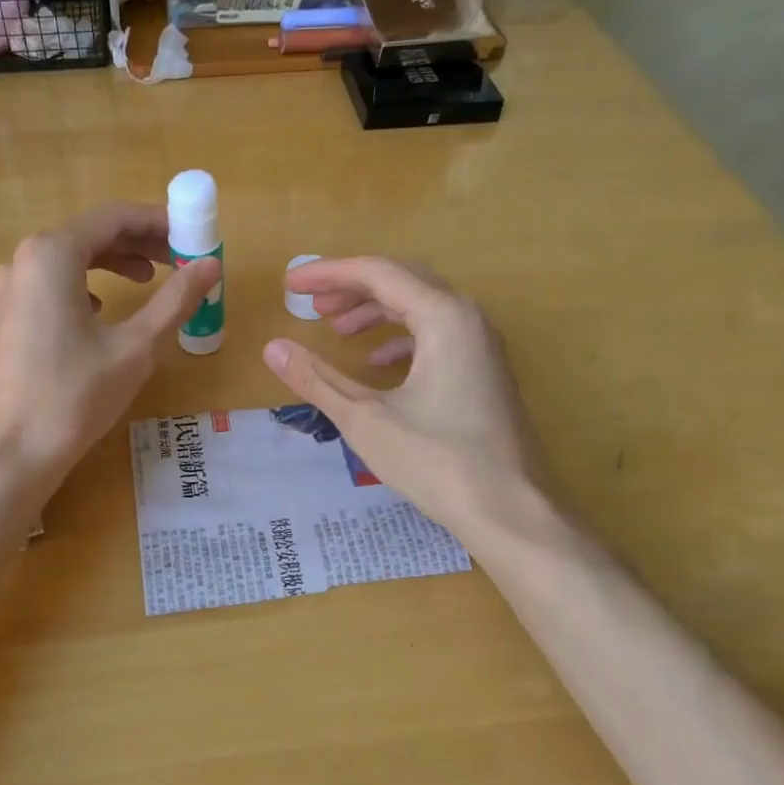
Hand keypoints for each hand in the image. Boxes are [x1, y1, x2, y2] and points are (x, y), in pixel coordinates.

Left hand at [0, 203, 218, 502]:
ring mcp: (6, 292)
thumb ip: (175, 300)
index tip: (192, 236)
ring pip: (67, 261)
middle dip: (137, 244)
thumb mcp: (135, 347)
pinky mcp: (2, 320)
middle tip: (178, 261)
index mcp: (51, 254)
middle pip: (89, 235)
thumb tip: (211, 265)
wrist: (8, 455)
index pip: (113, 218)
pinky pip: (48, 286)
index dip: (158, 222)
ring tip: (148, 281)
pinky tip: (100, 313)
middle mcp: (22, 262)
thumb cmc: (74, 397)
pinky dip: (83, 287)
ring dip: (111, 264)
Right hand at [264, 257, 553, 540]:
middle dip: (352, 288)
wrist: (510, 511)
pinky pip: (437, 334)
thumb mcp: (365, 419)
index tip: (290, 285)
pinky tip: (377, 364)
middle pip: (402, 280)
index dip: (328, 273)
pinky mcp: (484, 370)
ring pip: (421, 306)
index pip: (377, 273)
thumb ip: (317, 379)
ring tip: (336, 331)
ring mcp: (481, 344)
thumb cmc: (437, 461)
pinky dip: (400, 338)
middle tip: (311, 305)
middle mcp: (468, 318)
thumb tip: (273, 348)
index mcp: (443, 316)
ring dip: (375, 312)